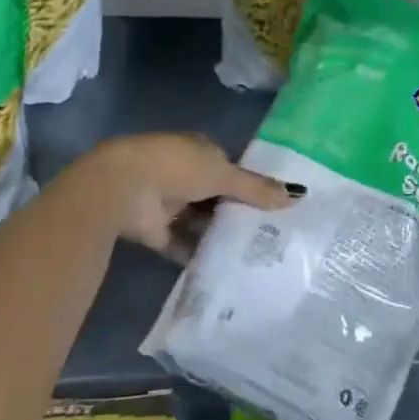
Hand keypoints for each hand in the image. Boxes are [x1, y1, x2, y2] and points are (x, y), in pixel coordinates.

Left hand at [59, 132, 297, 262]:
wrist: (120, 189)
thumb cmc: (175, 168)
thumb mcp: (222, 174)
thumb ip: (256, 188)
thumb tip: (298, 195)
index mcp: (198, 150)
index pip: (229, 167)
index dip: (249, 185)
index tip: (274, 206)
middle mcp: (183, 174)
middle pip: (216, 196)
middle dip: (236, 213)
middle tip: (269, 236)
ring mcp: (167, 202)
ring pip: (200, 221)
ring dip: (218, 235)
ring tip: (252, 256)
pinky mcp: (155, 231)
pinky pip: (182, 245)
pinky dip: (198, 255)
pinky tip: (223, 269)